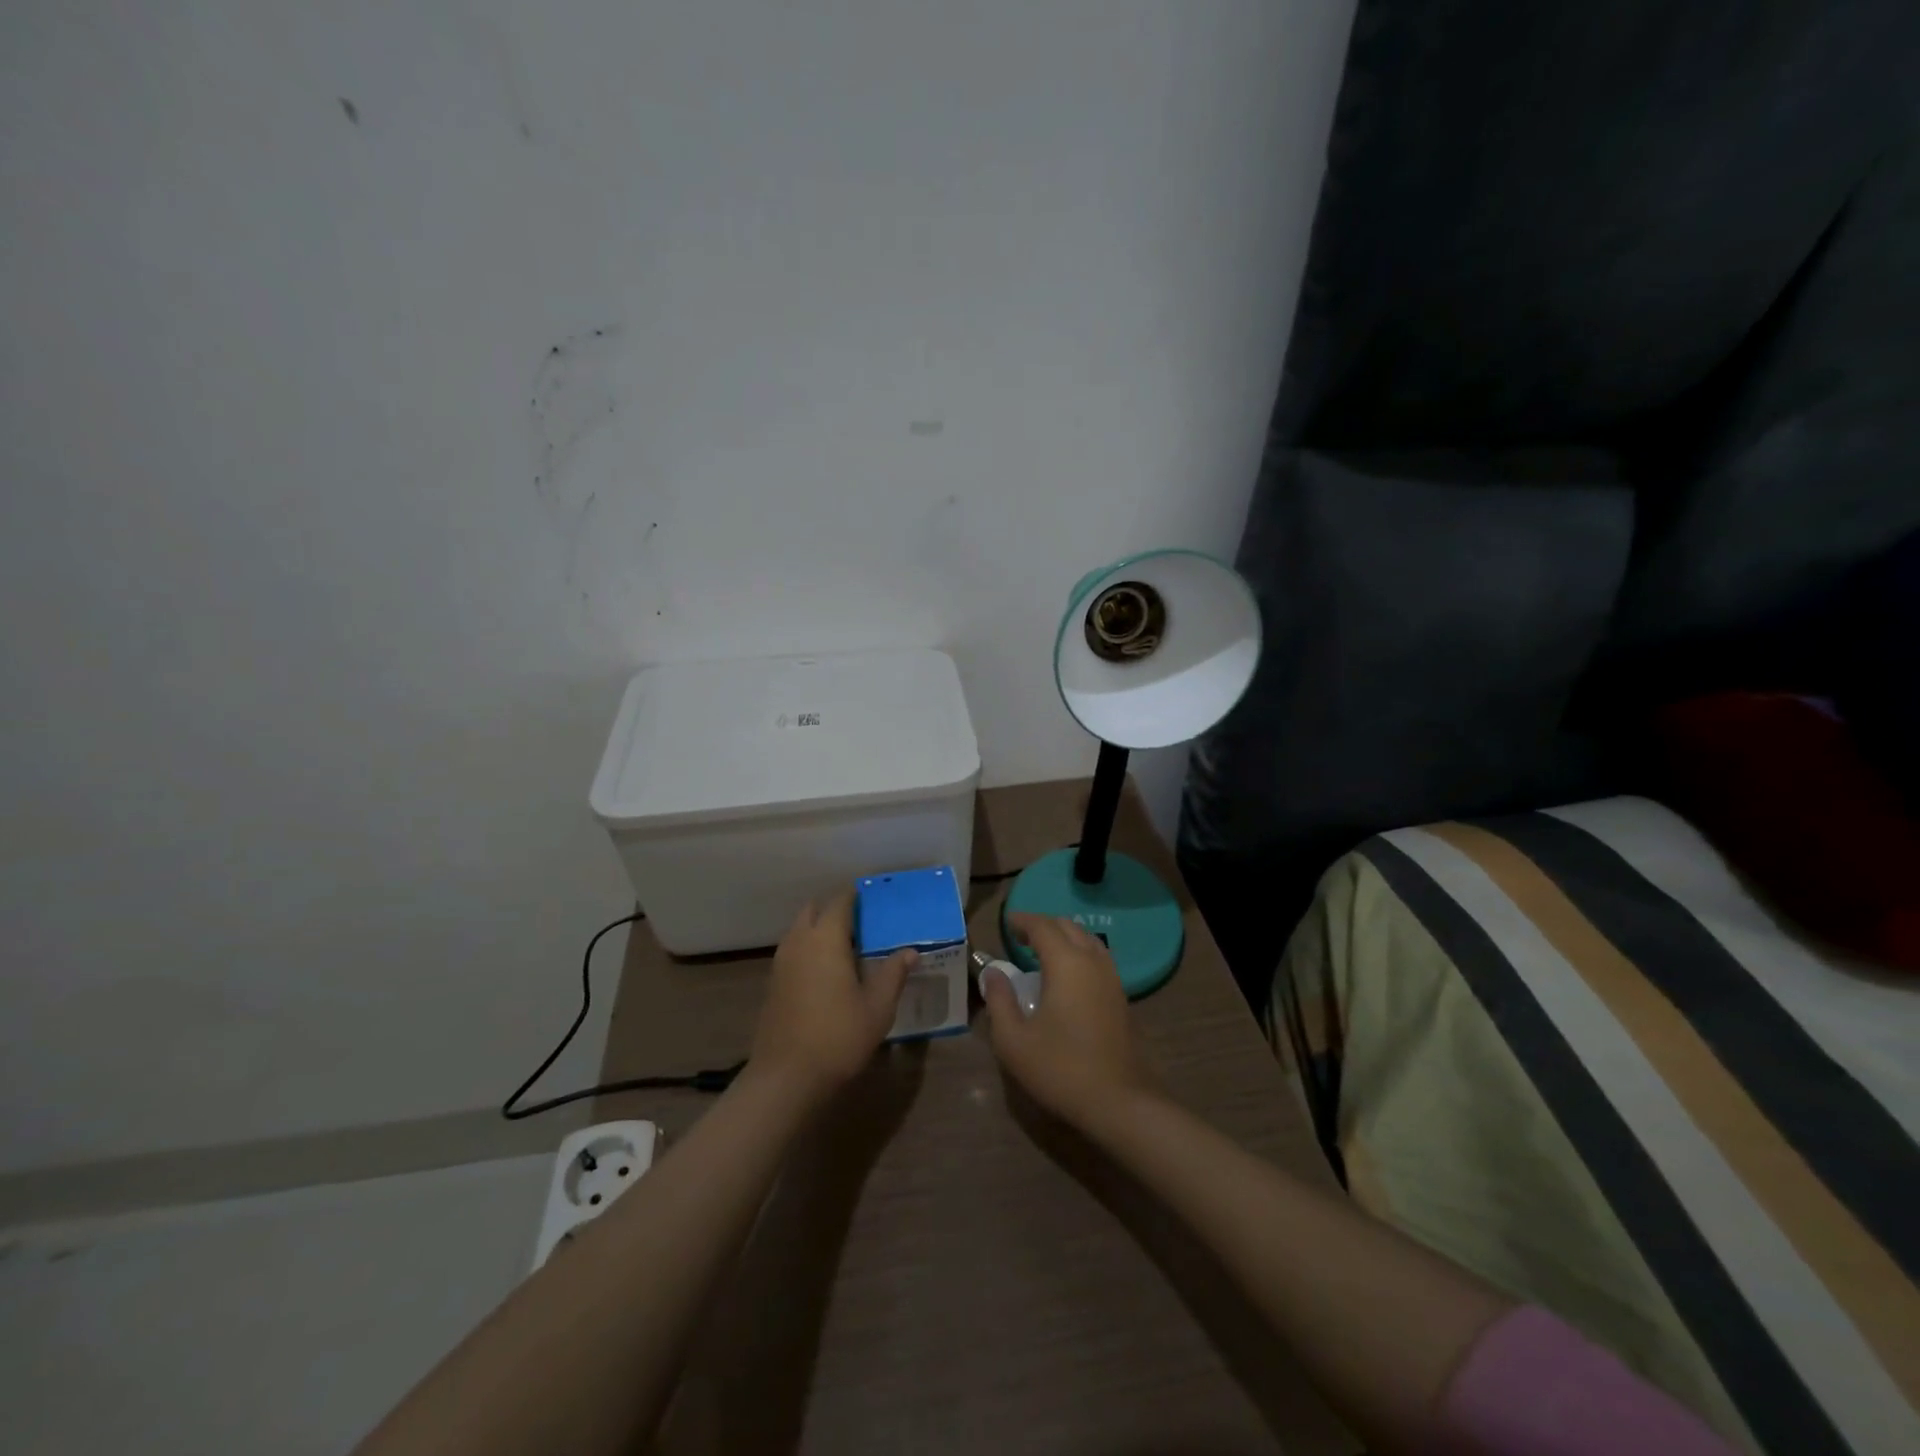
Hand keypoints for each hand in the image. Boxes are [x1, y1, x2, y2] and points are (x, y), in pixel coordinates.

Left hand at [750, 890, 914, 1098]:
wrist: (786, 1077)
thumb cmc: (838, 1036)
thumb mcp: (878, 1007)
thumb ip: (893, 973)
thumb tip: (910, 950)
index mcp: (826, 938)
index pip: (840, 901)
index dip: (856, 895)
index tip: (873, 897)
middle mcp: (800, 942)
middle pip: (814, 910)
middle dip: (834, 909)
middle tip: (861, 922)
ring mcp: (781, 963)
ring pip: (799, 930)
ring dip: (818, 928)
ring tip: (846, 946)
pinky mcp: (772, 984)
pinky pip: (792, 950)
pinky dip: (808, 949)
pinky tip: (826, 971)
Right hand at [981, 912, 1159, 1126]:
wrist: (1118, 1101)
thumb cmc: (1060, 1068)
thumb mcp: (1014, 1040)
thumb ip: (999, 1001)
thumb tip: (993, 973)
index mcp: (1066, 963)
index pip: (1042, 927)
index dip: (1022, 920)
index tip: (1006, 923)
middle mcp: (1092, 961)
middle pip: (1068, 927)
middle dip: (1043, 925)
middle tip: (1020, 937)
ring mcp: (1111, 978)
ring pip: (1087, 940)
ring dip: (1064, 937)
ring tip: (1042, 952)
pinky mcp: (1121, 997)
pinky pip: (1098, 958)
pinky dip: (1079, 953)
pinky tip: (1067, 975)